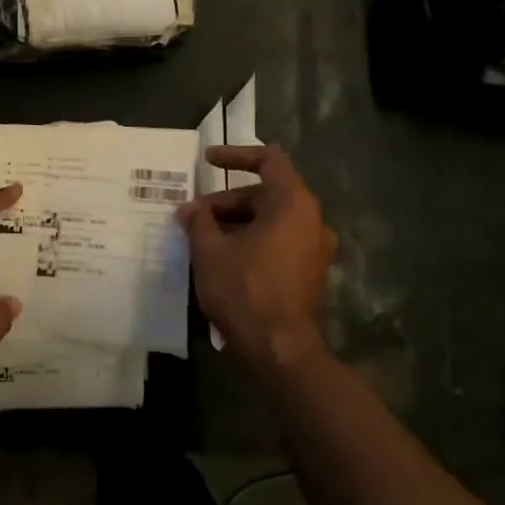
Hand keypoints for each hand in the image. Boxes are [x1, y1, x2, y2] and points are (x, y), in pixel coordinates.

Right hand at [179, 146, 335, 366]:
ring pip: (271, 220)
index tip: (207, 160)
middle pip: (266, 194)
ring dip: (236, 222)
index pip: (268, 160)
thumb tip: (190, 209)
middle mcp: (311, 220)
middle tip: (193, 215)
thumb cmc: (245, 289)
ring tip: (201, 238)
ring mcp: (314, 249)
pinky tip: (222, 258)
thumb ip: (199, 221)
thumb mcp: (210, 250)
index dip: (235, 155)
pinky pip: (278, 242)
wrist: (280, 349)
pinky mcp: (309, 273)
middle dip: (226, 200)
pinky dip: (251, 240)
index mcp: (293, 203)